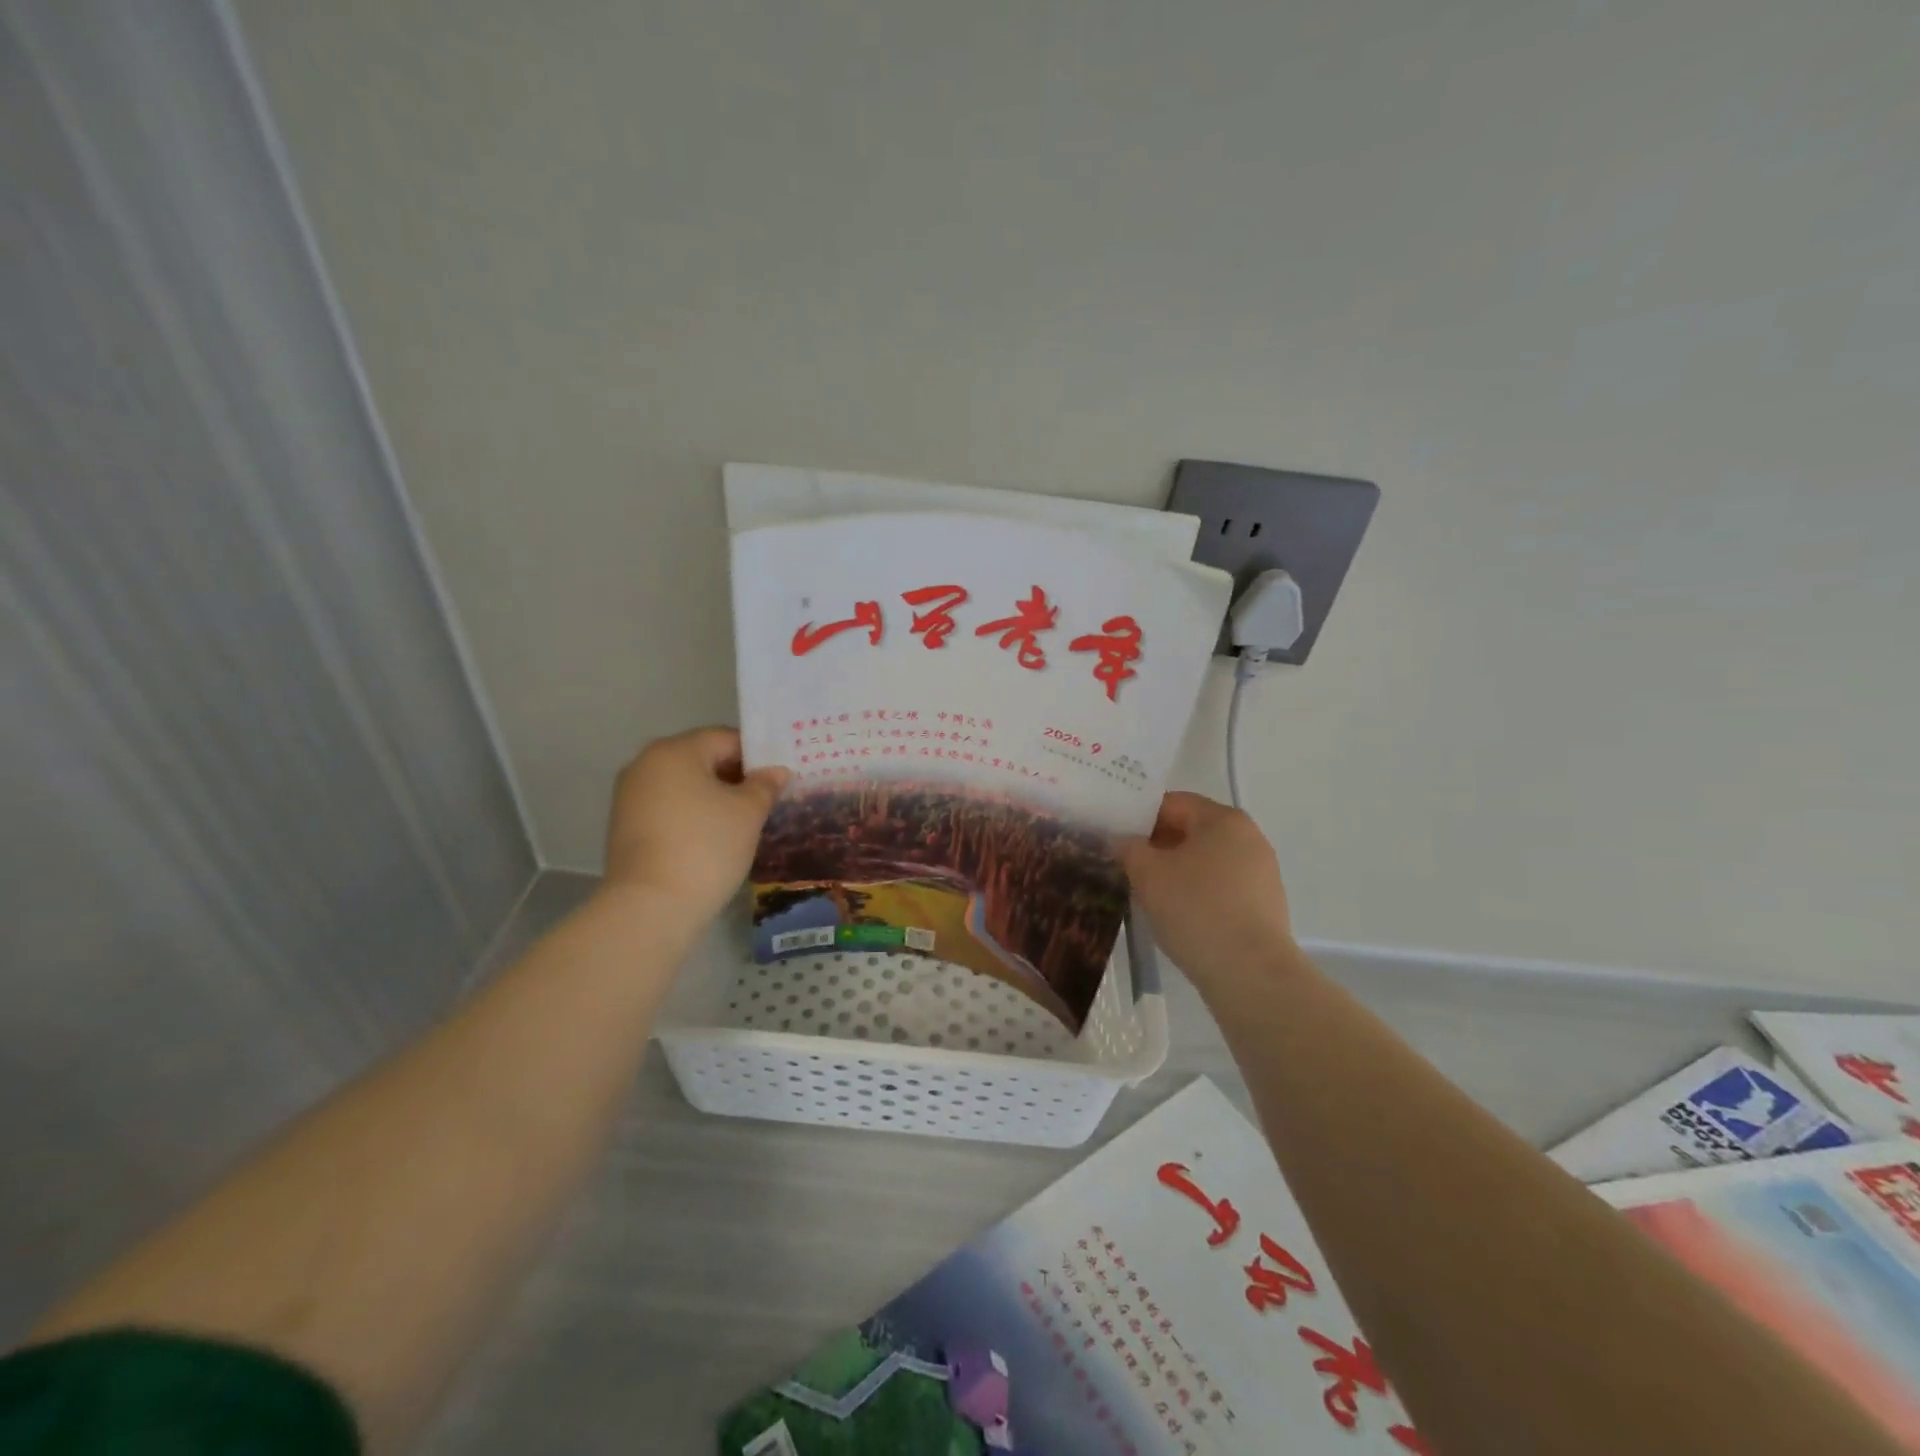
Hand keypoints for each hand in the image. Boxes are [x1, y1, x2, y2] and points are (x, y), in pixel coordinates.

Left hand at [602, 727, 788, 924]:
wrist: (650, 907)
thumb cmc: (706, 847)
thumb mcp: (748, 813)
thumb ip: (765, 785)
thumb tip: (776, 771)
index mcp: (675, 750)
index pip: (726, 738)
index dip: (757, 756)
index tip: (778, 780)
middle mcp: (645, 764)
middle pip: (702, 759)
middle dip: (735, 777)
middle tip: (766, 801)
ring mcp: (630, 796)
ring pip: (684, 785)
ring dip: (713, 797)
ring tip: (742, 823)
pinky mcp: (625, 826)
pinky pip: (668, 808)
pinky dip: (692, 816)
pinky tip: (712, 839)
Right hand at [1118, 791, 1294, 989]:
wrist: (1250, 974)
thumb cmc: (1195, 909)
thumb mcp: (1147, 874)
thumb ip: (1128, 848)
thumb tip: (1120, 840)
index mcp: (1223, 819)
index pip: (1172, 803)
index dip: (1138, 816)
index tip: (1114, 836)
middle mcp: (1249, 838)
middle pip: (1191, 830)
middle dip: (1156, 845)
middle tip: (1125, 864)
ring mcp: (1261, 872)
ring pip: (1206, 860)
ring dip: (1175, 870)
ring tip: (1148, 892)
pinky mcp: (1264, 905)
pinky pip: (1221, 887)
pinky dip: (1197, 893)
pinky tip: (1178, 915)